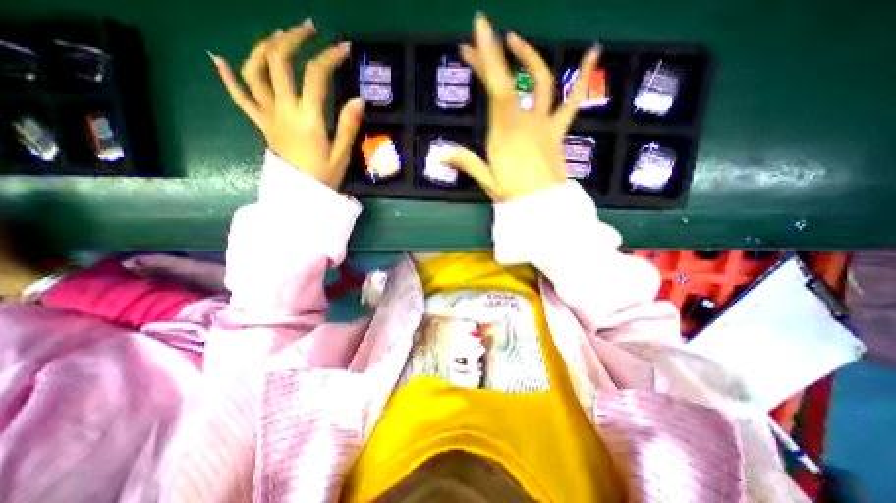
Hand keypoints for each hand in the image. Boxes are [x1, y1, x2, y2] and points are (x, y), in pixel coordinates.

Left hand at [210, 17, 362, 188]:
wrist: (300, 196)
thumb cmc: (324, 177)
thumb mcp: (341, 154)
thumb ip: (348, 126)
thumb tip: (359, 99)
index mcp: (308, 118)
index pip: (316, 76)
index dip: (329, 57)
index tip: (343, 49)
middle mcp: (283, 110)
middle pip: (279, 61)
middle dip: (293, 38)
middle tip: (309, 28)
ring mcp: (268, 115)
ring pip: (254, 71)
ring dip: (264, 47)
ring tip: (278, 37)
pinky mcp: (261, 124)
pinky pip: (239, 98)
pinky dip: (228, 77)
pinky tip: (219, 59)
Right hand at [452, 16, 597, 203]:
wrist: (543, 208)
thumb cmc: (514, 196)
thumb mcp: (487, 181)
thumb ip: (467, 162)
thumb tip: (440, 153)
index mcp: (504, 134)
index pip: (497, 88)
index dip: (489, 56)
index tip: (480, 27)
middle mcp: (524, 121)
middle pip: (509, 81)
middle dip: (490, 58)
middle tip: (473, 43)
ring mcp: (544, 124)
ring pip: (540, 82)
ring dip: (528, 58)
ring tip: (515, 40)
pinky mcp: (558, 130)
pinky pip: (573, 101)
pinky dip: (583, 77)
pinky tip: (592, 51)